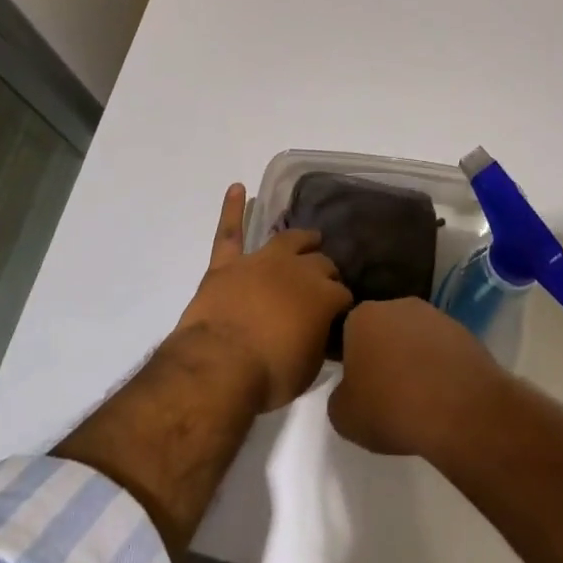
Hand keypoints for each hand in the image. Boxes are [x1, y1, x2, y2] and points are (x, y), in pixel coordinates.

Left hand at [175, 184, 352, 412]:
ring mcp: (260, 262)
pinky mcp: (227, 264)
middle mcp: (297, 269)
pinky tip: (237, 188)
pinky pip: (229, 232)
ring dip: (301, 238)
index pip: (342, 293)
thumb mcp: (309, 369)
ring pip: (287, 240)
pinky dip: (232, 209)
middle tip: (327, 284)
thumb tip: (323, 335)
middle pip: (320, 263)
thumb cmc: (270, 375)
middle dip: (327, 272)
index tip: (341, 317)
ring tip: (309, 237)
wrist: (219, 366)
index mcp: (323, 295)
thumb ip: (319, 343)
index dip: (343, 305)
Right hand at [329, 297, 505, 457]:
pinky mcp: (463, 331)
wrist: (460, 410)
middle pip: (382, 330)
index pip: (347, 333)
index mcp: (362, 316)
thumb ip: (339, 397)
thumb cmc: (392, 409)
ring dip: (412, 359)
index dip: (351, 362)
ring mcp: (434, 315)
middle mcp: (397, 304)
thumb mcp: (344, 417)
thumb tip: (351, 391)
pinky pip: (441, 349)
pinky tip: (441, 396)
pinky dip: (438, 367)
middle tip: (385, 393)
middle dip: (382, 355)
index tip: (358, 388)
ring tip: (417, 398)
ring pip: (413, 338)